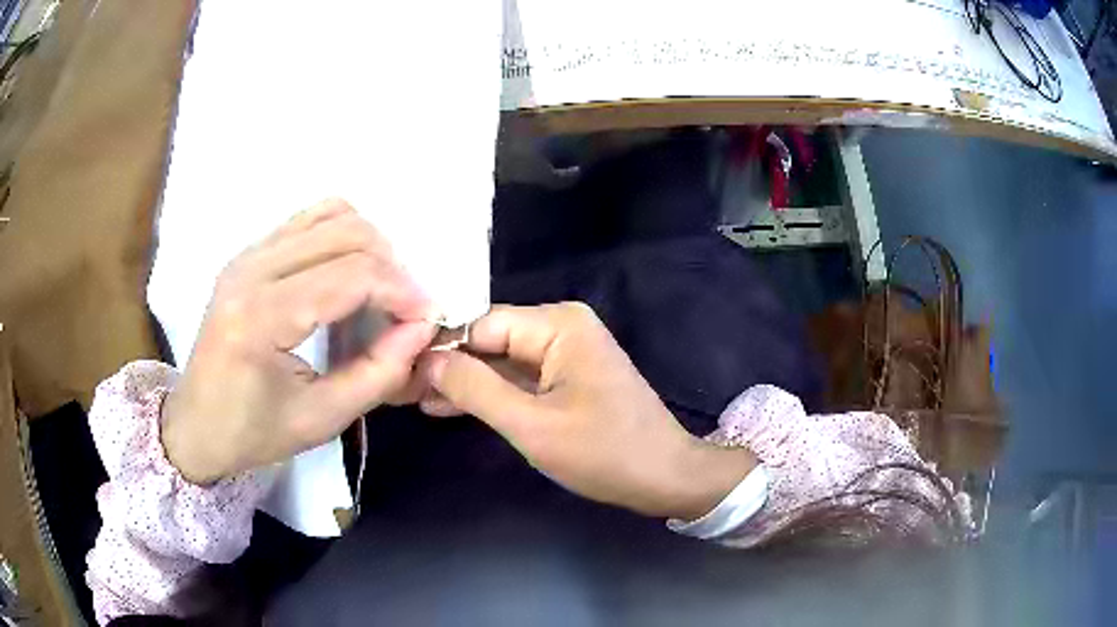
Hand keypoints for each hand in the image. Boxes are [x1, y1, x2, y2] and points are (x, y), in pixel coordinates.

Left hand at [161, 199, 436, 484]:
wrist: (196, 425)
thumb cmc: (254, 433)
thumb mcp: (322, 419)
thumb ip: (378, 373)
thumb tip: (422, 327)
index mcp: (260, 318)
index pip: (350, 275)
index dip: (402, 290)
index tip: (429, 318)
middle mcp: (251, 270)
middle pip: (346, 233)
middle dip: (392, 266)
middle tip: (406, 308)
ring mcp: (246, 255)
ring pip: (330, 214)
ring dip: (369, 245)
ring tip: (380, 288)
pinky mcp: (248, 254)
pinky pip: (308, 220)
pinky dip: (341, 236)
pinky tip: (347, 273)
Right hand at [422, 303, 756, 520]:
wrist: (664, 476)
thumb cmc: (603, 453)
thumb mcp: (531, 425)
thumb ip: (475, 388)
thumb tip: (426, 359)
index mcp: (557, 325)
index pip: (480, 324)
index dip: (439, 348)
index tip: (400, 371)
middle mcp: (561, 326)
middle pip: (489, 340)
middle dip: (448, 367)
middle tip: (401, 390)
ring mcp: (566, 351)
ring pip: (500, 361)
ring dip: (464, 383)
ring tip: (415, 400)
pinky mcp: (568, 375)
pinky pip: (519, 378)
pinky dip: (490, 393)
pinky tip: (449, 405)